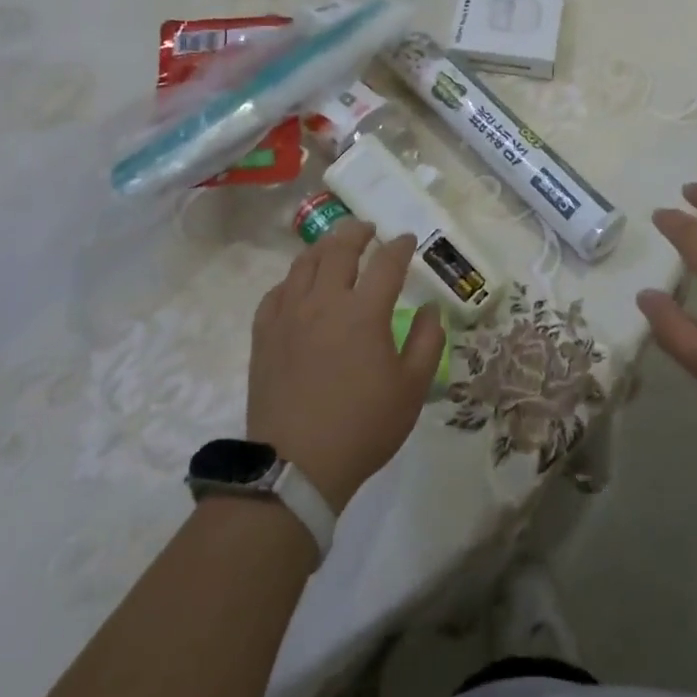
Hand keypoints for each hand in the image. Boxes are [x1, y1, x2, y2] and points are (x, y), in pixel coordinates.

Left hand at [247, 221, 444, 511]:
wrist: (296, 467)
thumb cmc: (363, 426)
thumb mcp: (412, 388)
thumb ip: (428, 341)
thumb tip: (431, 308)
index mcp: (364, 312)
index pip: (387, 263)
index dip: (400, 246)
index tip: (407, 240)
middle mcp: (324, 302)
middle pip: (340, 249)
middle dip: (357, 232)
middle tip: (368, 229)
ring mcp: (289, 315)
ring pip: (304, 263)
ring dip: (324, 247)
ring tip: (334, 246)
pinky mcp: (264, 334)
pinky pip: (277, 292)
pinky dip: (293, 279)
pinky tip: (299, 285)